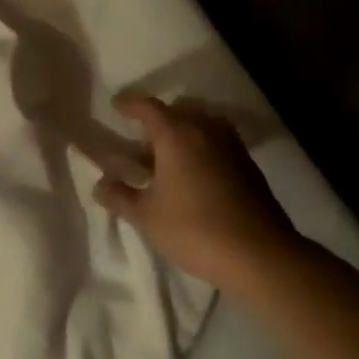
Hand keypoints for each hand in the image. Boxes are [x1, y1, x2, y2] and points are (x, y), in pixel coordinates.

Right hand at [94, 96, 303, 294]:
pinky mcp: (247, 165)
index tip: (116, 105)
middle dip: (158, 119)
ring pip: (201, 124)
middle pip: (178, 110)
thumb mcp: (147, 216)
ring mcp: (231, 146)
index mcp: (177, 134)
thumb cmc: (194, 229)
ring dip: (182, 131)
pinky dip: (201, 146)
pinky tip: (192, 174)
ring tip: (166, 155)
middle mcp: (205, 130)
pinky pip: (217, 141)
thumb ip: (120, 196)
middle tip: (140, 136)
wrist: (258, 254)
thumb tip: (100, 184)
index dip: (130, 104)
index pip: (149, 107)